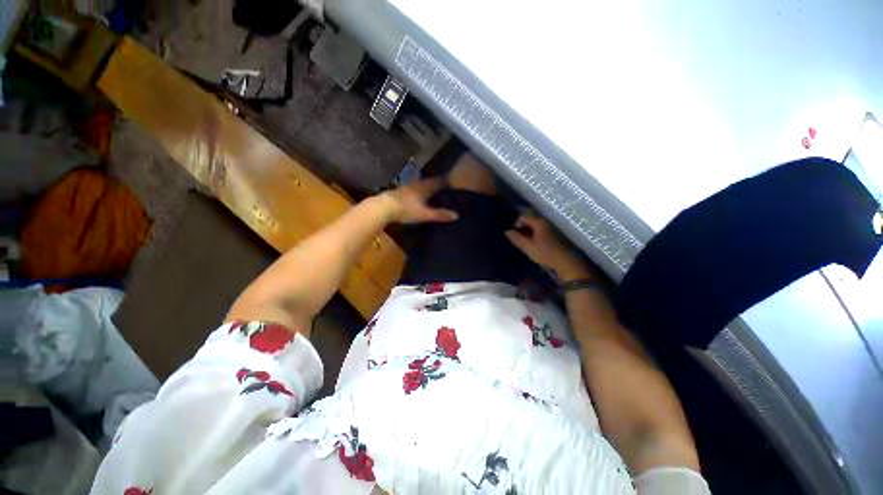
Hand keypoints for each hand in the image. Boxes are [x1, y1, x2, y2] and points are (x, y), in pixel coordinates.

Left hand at [378, 178, 458, 224]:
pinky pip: (408, 190)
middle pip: (426, 182)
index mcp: (423, 188)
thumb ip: (439, 214)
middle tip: (439, 187)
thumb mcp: (425, 214)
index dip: (442, 182)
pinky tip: (412, 198)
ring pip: (416, 185)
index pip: (436, 182)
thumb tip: (456, 215)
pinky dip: (413, 193)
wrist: (383, 208)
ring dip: (422, 187)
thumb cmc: (406, 210)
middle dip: (432, 184)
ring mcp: (403, 188)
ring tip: (427, 192)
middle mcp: (414, 185)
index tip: (448, 182)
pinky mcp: (395, 193)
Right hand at [505, 212, 591, 280]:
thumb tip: (506, 231)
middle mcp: (545, 221)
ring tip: (522, 242)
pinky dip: (533, 234)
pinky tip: (531, 243)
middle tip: (516, 239)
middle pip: (529, 220)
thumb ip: (516, 238)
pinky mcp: (553, 234)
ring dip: (527, 232)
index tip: (513, 235)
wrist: (566, 262)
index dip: (515, 224)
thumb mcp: (528, 247)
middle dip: (521, 228)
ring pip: (534, 226)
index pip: (523, 217)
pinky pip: (539, 230)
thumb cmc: (546, 254)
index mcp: (539, 222)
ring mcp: (550, 227)